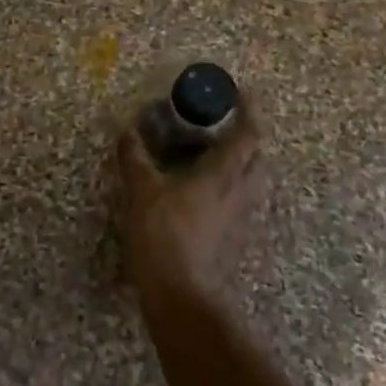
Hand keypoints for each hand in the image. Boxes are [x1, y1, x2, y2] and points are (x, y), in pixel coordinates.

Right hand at [115, 92, 266, 308]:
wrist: (180, 293)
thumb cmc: (164, 234)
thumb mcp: (142, 191)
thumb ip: (135, 159)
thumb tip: (128, 131)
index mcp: (223, 174)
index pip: (248, 134)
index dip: (249, 110)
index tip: (242, 92)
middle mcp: (240, 192)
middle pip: (258, 158)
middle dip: (248, 138)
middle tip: (225, 125)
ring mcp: (240, 217)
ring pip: (252, 181)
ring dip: (241, 164)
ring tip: (214, 155)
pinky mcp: (233, 237)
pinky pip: (239, 202)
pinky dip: (229, 187)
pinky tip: (204, 191)